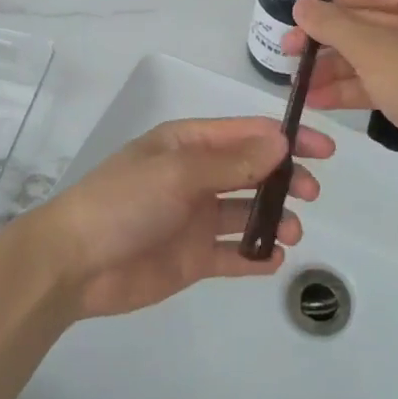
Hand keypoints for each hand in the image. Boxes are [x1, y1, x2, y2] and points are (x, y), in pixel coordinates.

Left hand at [34, 117, 332, 318]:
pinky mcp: (192, 257)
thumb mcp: (178, 173)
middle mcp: (196, 177)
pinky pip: (233, 253)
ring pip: (247, 212)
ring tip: (292, 232)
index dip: (286, 138)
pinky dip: (255, 255)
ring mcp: (195, 218)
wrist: (74, 264)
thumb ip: (232, 163)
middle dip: (285, 178)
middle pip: (252, 171)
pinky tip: (273, 258)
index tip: (323, 150)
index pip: (247, 134)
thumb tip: (282, 144)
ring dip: (274, 217)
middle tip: (311, 193)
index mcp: (188, 144)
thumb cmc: (125, 202)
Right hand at [286, 0, 397, 199]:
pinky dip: (353, 88)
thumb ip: (331, 23)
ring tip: (295, 82)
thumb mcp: (373, 49)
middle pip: (369, 22)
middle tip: (286, 51)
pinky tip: (317, 100)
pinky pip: (384, 80)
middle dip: (327, 40)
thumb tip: (301, 4)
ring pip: (374, 55)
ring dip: (334, 68)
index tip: (292, 13)